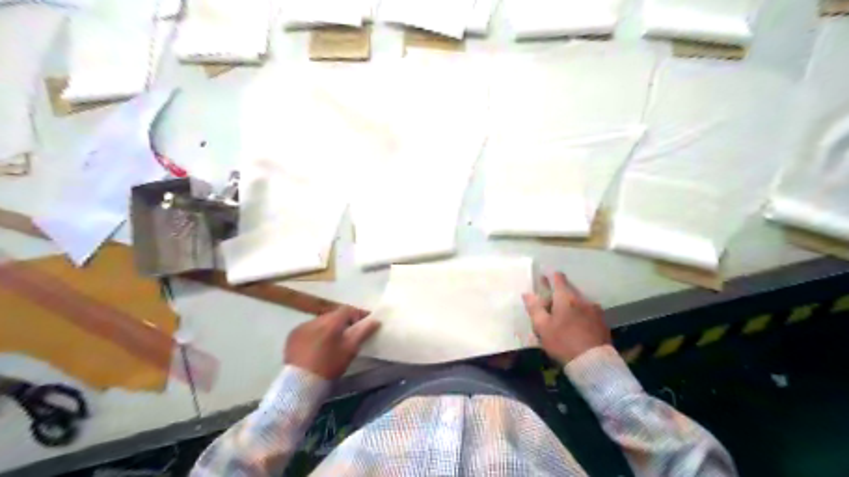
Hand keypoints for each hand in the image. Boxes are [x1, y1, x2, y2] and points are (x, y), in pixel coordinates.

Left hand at [284, 306, 378, 380]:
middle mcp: (315, 320)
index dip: (358, 314)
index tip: (364, 324)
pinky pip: (308, 329)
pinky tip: (317, 346)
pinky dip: (315, 333)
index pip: (348, 310)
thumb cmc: (329, 366)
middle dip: (343, 321)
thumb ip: (363, 332)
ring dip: (328, 327)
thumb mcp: (350, 350)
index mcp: (330, 322)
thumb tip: (375, 321)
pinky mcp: (292, 335)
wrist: (299, 385)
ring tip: (333, 341)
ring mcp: (301, 326)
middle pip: (333, 315)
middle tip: (350, 334)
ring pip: (320, 321)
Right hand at [525, 273, 610, 363]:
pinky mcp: (602, 322)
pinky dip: (579, 315)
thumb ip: (534, 308)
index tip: (544, 278)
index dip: (550, 277)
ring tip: (561, 318)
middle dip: (557, 294)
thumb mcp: (543, 327)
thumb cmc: (563, 342)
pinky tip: (575, 326)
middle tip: (548, 305)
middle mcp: (582, 299)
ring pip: (578, 302)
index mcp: (566, 298)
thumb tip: (527, 293)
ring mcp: (594, 310)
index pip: (558, 278)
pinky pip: (587, 312)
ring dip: (569, 305)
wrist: (594, 363)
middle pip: (568, 290)